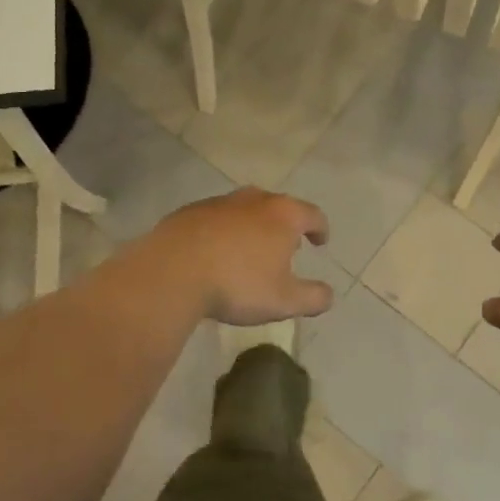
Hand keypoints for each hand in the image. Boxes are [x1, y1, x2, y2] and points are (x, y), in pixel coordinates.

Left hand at [147, 188, 334, 324]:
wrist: (172, 271)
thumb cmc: (238, 284)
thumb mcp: (284, 301)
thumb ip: (313, 298)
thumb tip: (328, 294)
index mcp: (283, 215)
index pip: (312, 215)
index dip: (320, 229)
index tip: (320, 242)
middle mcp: (254, 200)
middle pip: (278, 206)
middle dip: (286, 225)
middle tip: (287, 245)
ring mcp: (219, 202)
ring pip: (245, 209)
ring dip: (253, 226)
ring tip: (251, 249)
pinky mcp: (189, 212)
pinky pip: (215, 219)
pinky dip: (223, 231)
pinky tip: (215, 253)